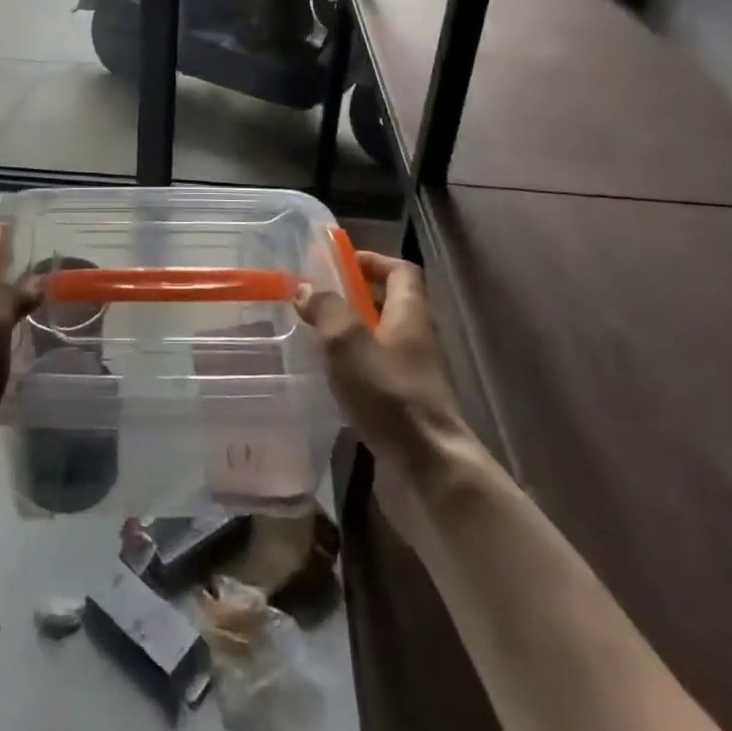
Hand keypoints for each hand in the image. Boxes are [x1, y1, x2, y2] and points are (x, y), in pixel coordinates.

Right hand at [295, 252, 482, 549]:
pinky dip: (351, 369)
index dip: (374, 261)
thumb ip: (326, 309)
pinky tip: (324, 379)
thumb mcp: (348, 342)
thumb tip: (305, 288)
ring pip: (379, 342)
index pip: (402, 272)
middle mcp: (415, 341)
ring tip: (311, 335)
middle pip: (390, 305)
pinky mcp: (401, 408)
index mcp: (410, 315)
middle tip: (316, 298)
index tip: (341, 262)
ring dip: (349, 335)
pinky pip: (374, 375)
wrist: (427, 469)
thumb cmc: (389, 394)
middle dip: (355, 297)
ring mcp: (410, 377)